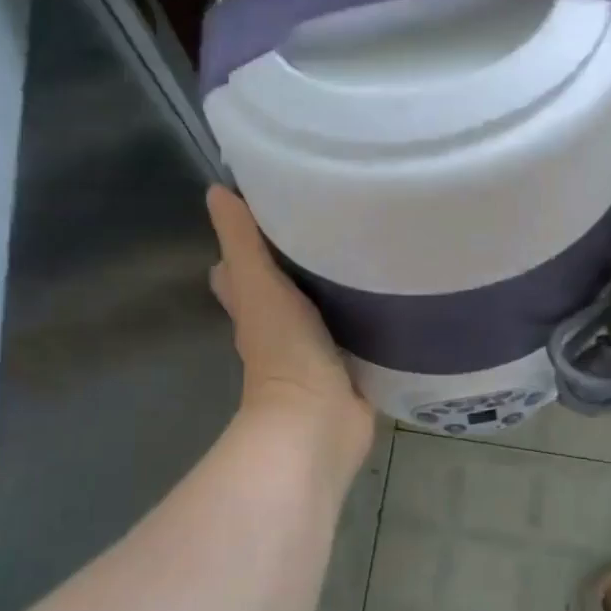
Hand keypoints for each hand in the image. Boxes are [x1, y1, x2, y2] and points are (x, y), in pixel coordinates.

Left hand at [206, 187, 372, 461]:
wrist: (320, 419)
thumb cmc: (284, 350)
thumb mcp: (259, 285)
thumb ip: (242, 241)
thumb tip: (217, 190)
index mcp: (255, 304)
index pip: (241, 264)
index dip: (249, 237)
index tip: (277, 201)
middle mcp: (282, 322)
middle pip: (288, 281)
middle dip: (304, 255)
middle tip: (336, 216)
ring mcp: (318, 344)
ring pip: (326, 303)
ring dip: (341, 281)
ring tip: (371, 239)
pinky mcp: (351, 360)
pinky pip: (359, 327)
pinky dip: (369, 310)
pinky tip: (394, 286)